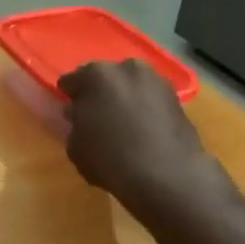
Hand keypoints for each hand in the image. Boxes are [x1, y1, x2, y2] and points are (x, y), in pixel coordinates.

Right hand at [59, 60, 212, 207]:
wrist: (167, 174)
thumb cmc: (110, 160)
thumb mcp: (75, 148)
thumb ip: (74, 124)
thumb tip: (80, 115)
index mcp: (95, 76)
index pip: (71, 81)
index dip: (68, 98)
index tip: (70, 114)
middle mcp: (126, 68)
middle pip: (104, 78)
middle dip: (99, 94)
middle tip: (96, 118)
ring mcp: (155, 79)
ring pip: (130, 86)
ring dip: (124, 99)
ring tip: (122, 125)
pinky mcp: (176, 96)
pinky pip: (149, 98)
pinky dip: (144, 108)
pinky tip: (142, 130)